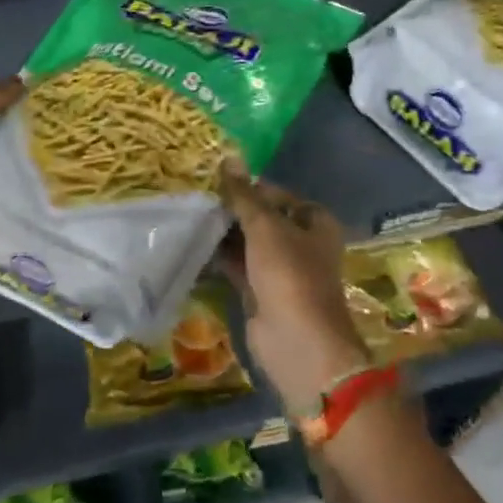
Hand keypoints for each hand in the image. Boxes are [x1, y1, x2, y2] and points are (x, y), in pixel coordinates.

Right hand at [216, 163, 369, 415]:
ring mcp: (280, 270)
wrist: (297, 343)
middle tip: (195, 197)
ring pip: (247, 243)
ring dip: (222, 233)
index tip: (213, 181)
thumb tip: (228, 159)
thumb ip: (244, 196)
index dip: (248, 187)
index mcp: (314, 222)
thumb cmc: (289, 275)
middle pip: (261, 218)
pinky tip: (191, 244)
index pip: (276, 194)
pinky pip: (237, 266)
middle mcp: (300, 243)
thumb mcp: (265, 227)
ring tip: (188, 216)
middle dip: (232, 211)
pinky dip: (218, 257)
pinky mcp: (260, 292)